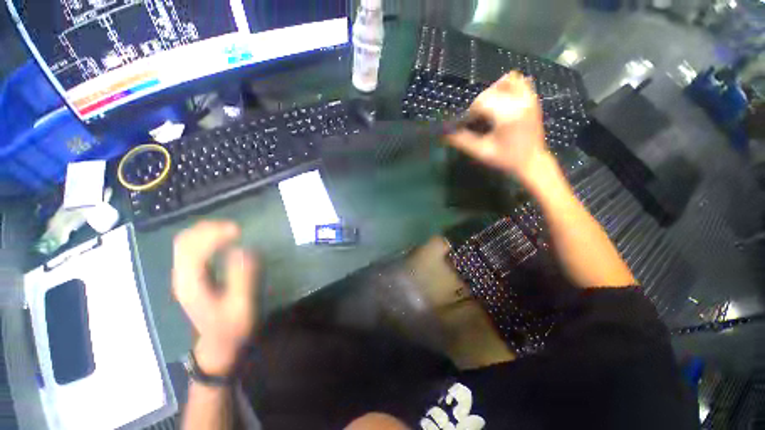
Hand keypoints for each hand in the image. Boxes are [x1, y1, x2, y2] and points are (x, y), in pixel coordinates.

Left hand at [172, 221, 258, 375]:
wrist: (218, 344)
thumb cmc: (231, 326)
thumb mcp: (241, 305)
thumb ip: (242, 277)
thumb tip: (243, 249)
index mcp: (191, 284)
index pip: (193, 249)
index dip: (213, 235)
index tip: (238, 231)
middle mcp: (182, 276)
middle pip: (184, 241)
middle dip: (209, 228)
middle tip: (235, 228)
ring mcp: (185, 275)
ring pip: (185, 242)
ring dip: (206, 231)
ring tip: (230, 230)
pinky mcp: (191, 275)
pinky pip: (192, 248)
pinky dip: (205, 238)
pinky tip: (221, 239)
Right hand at [447, 71, 548, 183]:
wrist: (532, 162)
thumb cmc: (506, 159)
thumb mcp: (481, 152)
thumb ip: (462, 141)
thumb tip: (444, 134)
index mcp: (507, 115)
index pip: (482, 101)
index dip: (471, 112)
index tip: (469, 124)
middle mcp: (520, 101)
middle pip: (491, 91)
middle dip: (480, 104)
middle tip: (479, 120)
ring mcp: (529, 98)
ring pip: (506, 80)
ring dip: (493, 92)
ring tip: (491, 109)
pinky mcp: (533, 100)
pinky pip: (520, 82)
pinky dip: (508, 88)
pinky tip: (503, 103)